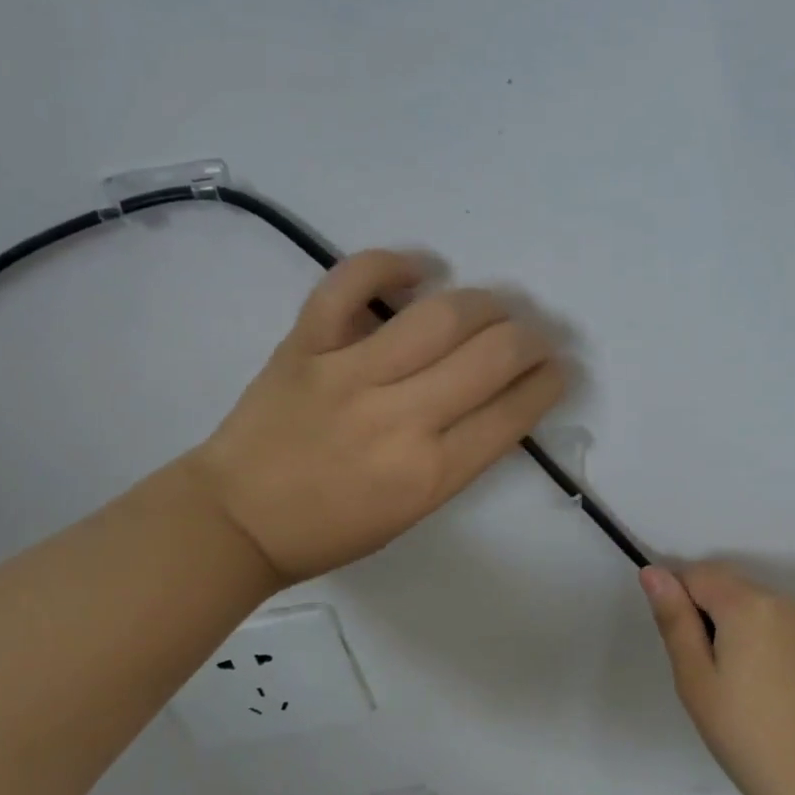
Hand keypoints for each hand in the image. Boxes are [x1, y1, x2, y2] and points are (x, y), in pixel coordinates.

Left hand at [185, 250, 565, 584]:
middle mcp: (399, 419)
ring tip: (496, 304)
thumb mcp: (413, 512)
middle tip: (537, 333)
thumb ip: (458, 455)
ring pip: (439, 315)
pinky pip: (350, 283)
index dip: (550, 381)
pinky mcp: (305, 344)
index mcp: (429, 474)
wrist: (235, 520)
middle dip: (532, 337)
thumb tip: (498, 396)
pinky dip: (390, 264)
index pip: (514, 412)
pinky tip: (420, 269)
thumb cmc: (330, 530)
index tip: (560, 368)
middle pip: (491, 355)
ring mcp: (348, 374)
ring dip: (485, 302)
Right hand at [641, 562, 794, 794]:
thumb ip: (674, 619)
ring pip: (752, 602)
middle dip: (706, 611)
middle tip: (704, 670)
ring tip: (734, 681)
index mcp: (747, 604)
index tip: (680, 646)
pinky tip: (764, 684)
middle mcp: (782, 600)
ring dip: (734, 623)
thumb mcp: (694, 678)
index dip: (678, 601)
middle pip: (726, 584)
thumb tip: (652, 572)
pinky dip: (761, 636)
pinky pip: (778, 621)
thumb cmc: (744, 734)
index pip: (696, 574)